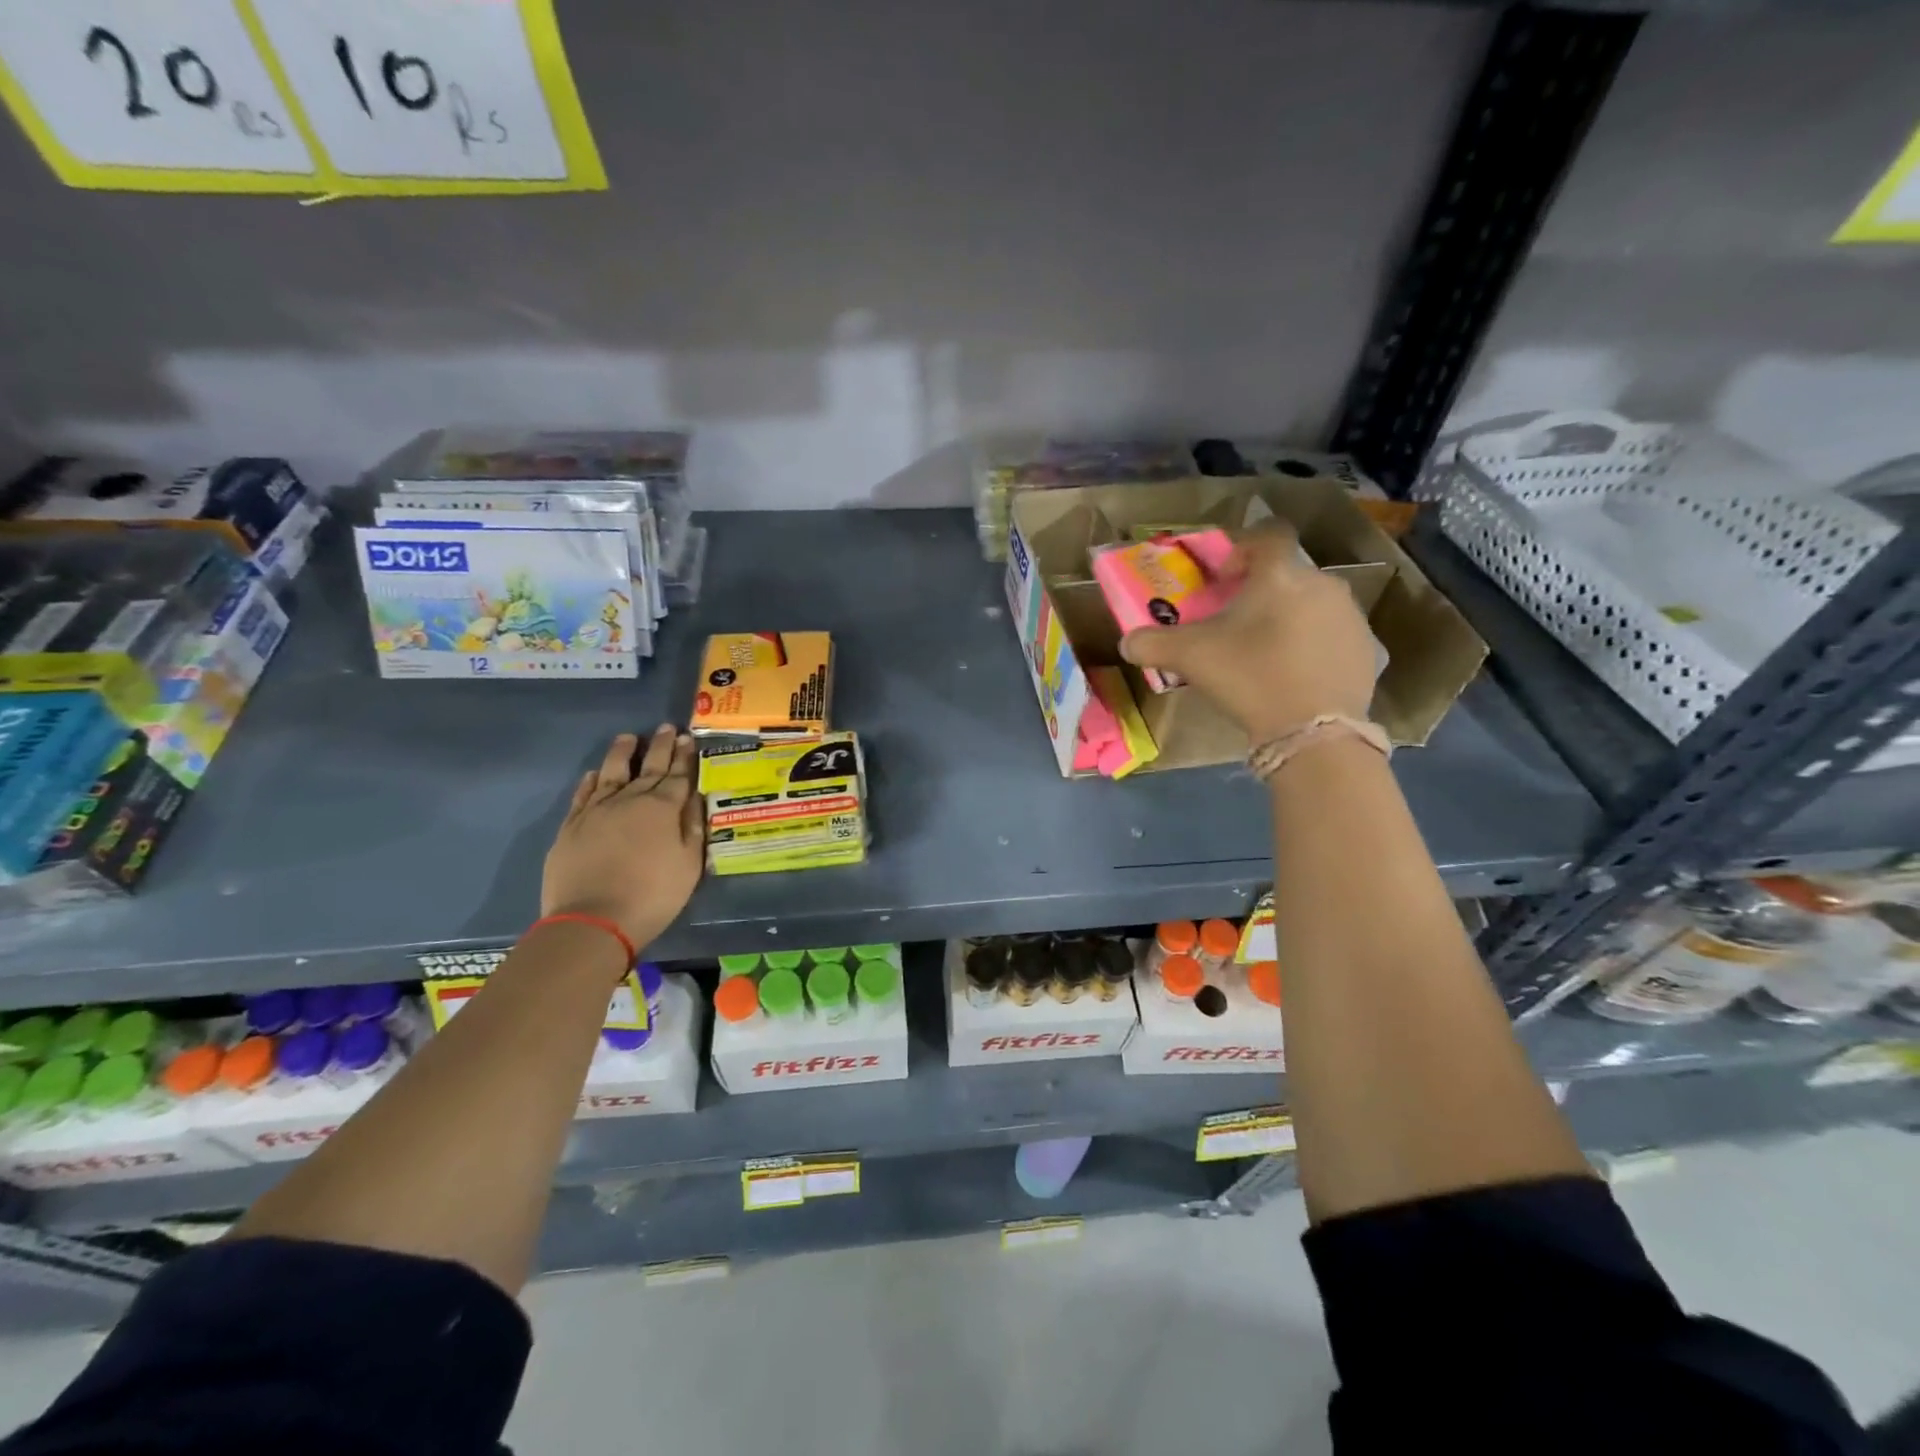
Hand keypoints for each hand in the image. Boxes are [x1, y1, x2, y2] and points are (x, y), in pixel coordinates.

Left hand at [542, 726, 703, 951]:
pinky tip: (594, 773)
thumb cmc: (653, 895)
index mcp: (663, 808)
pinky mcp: (572, 825)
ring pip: (612, 771)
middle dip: (660, 746)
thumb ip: (693, 827)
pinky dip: (591, 780)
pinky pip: (583, 794)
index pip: (678, 775)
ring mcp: (597, 810)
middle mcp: (630, 799)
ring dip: (622, 753)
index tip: (688, 738)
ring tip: (628, 737)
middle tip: (667, 727)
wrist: (593, 921)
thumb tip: (694, 798)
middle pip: (648, 766)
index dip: (684, 756)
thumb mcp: (689, 865)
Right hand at [1120, 523, 1378, 743]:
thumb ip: (1152, 644)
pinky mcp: (1367, 649)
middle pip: (1288, 575)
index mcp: (1280, 575)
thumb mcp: (1189, 658)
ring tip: (1265, 655)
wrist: (1313, 730)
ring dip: (1288, 618)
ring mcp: (1350, 616)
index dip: (1243, 549)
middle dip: (1262, 593)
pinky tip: (1294, 676)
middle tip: (1237, 626)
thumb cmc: (1248, 677)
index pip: (1268, 535)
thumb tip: (1127, 642)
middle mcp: (1322, 583)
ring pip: (1312, 604)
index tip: (1224, 580)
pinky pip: (1332, 635)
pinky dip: (1312, 646)